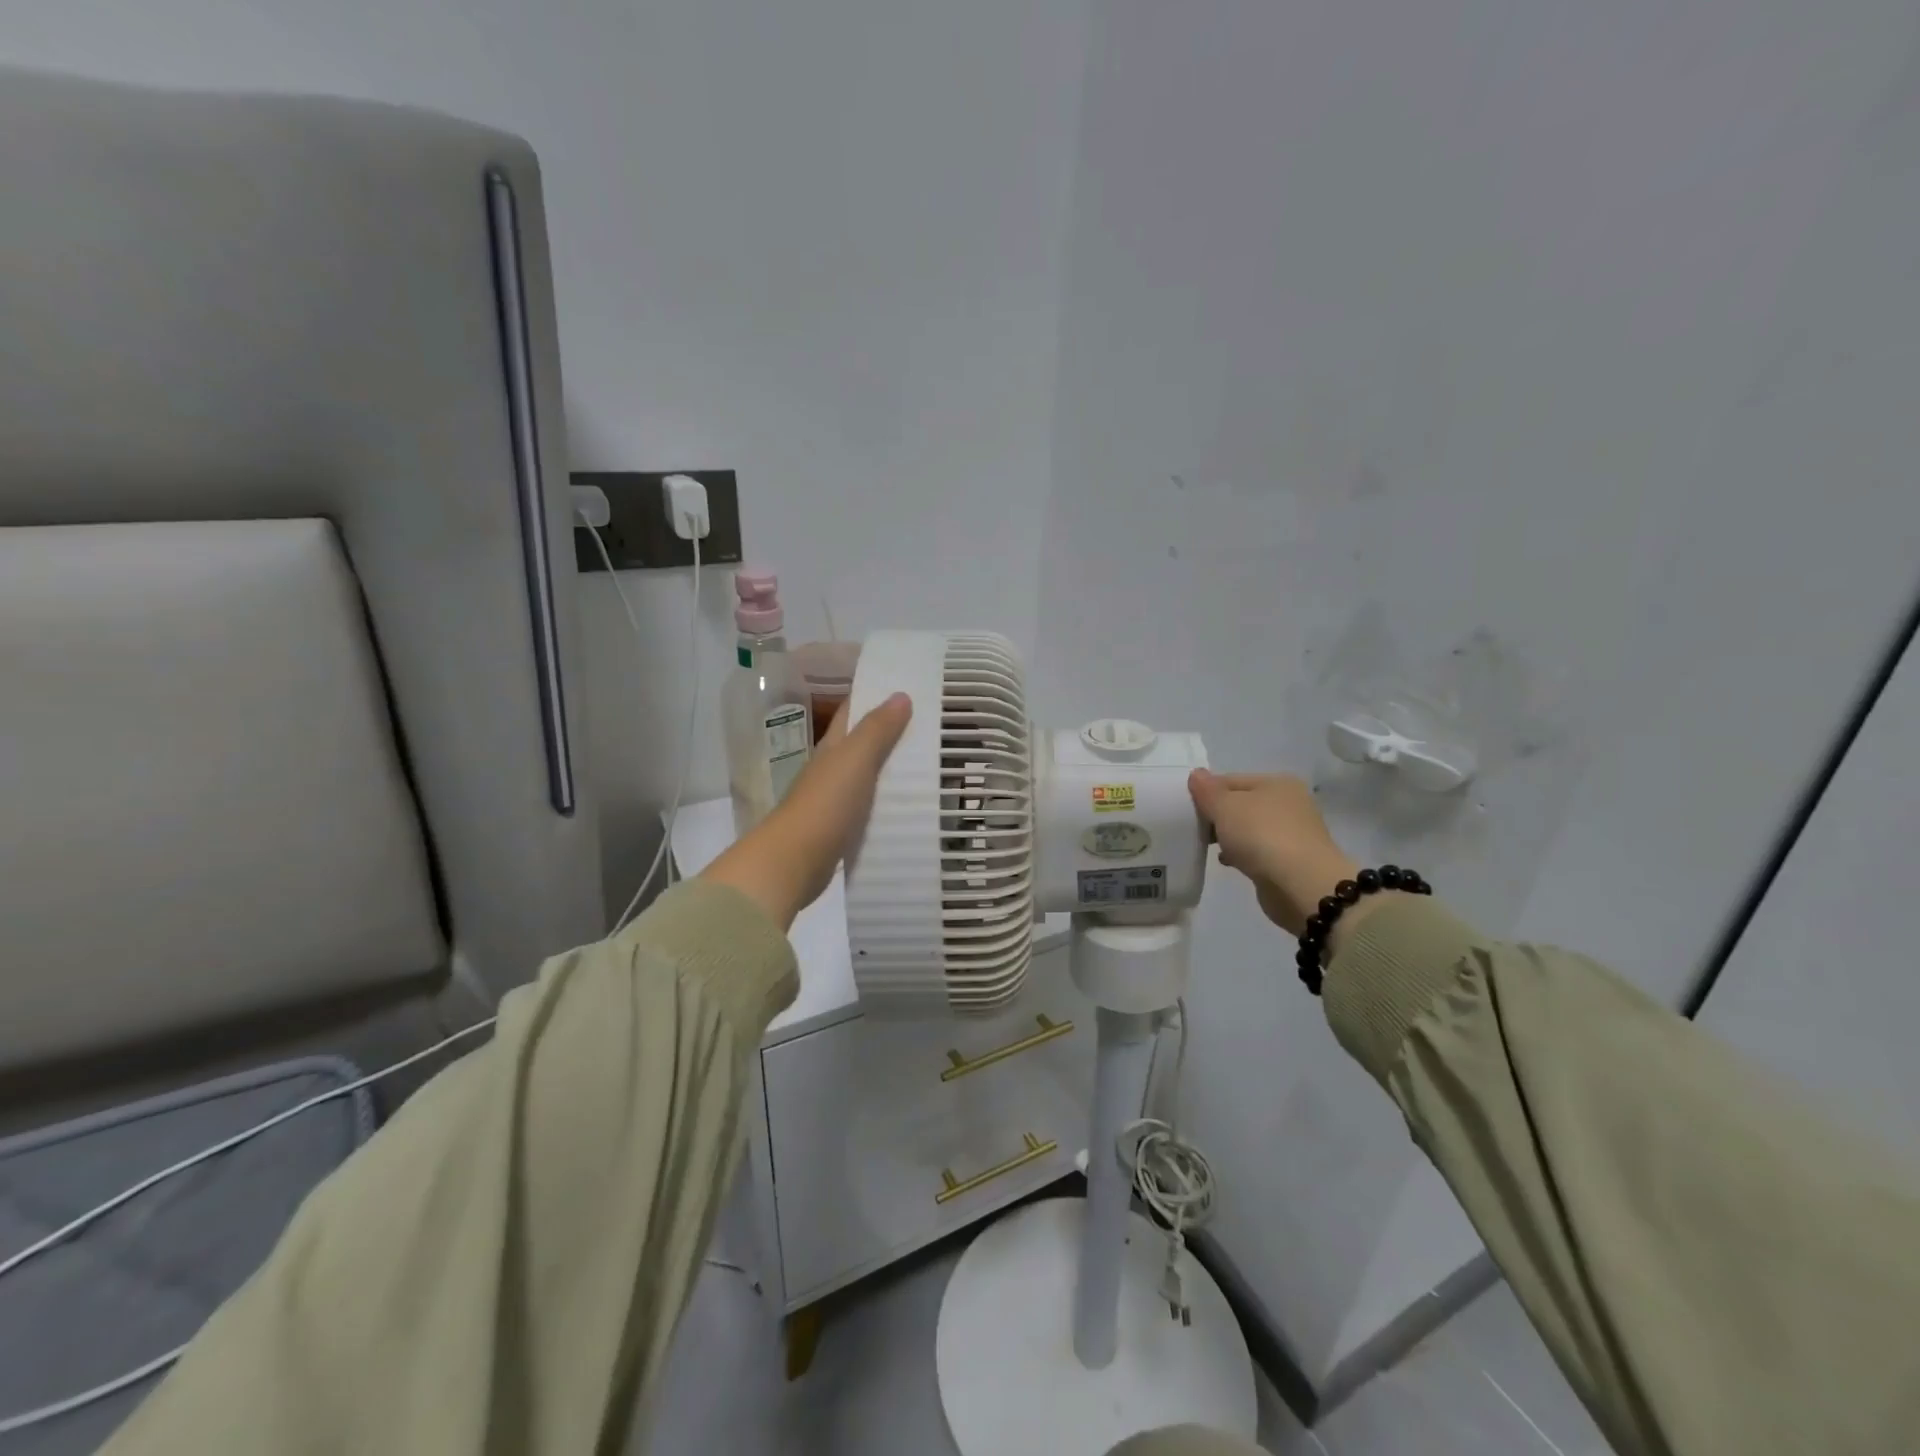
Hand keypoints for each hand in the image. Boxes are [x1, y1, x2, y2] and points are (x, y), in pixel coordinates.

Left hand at [703, 694, 913, 928]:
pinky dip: (889, 800)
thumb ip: (877, 729)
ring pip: (868, 775)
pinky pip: (871, 806)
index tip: (908, 685)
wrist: (793, 862)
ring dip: (893, 767)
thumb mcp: (854, 760)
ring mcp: (834, 800)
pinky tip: (911, 804)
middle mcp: (832, 768)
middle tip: (933, 724)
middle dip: (892, 731)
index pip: (853, 711)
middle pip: (863, 743)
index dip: (875, 695)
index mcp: (833, 747)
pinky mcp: (841, 829)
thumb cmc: (825, 804)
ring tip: (932, 762)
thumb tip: (900, 694)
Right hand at [1187, 771, 1359, 937]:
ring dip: (1228, 836)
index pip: (1230, 780)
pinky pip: (1256, 850)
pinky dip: (1241, 854)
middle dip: (1217, 815)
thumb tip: (1196, 774)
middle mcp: (1289, 803)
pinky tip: (1227, 861)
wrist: (1301, 885)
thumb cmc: (1262, 836)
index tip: (1187, 809)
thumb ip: (1207, 791)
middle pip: (1240, 804)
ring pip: (1248, 828)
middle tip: (1194, 828)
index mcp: (1277, 782)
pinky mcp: (1290, 860)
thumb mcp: (1225, 806)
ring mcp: (1292, 833)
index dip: (1206, 792)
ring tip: (1209, 846)